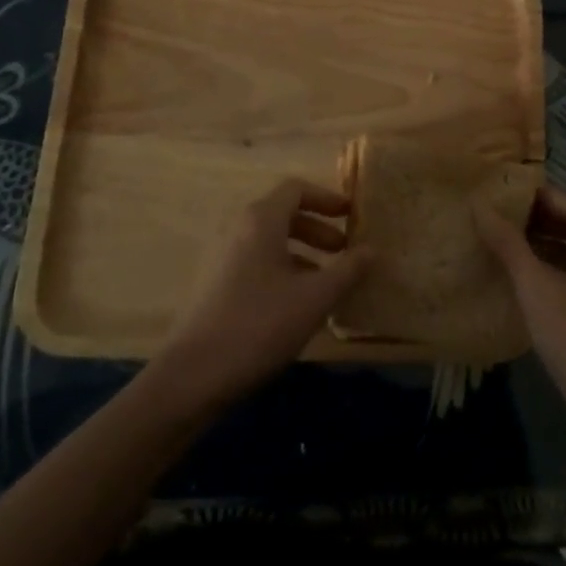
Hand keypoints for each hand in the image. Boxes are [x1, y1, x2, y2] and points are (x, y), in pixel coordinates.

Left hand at [151, 179, 366, 414]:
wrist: (192, 376)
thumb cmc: (259, 325)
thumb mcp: (315, 298)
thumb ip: (348, 270)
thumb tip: (373, 249)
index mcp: (261, 220)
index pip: (296, 189)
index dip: (327, 198)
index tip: (352, 217)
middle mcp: (237, 228)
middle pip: (283, 213)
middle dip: (318, 229)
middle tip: (344, 253)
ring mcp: (221, 256)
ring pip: (270, 241)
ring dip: (302, 253)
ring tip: (326, 282)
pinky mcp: (213, 284)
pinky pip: (256, 262)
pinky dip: (282, 269)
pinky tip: (296, 305)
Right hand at [475, 184, 565, 471]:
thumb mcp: (535, 288)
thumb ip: (508, 244)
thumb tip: (480, 207)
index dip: (537, 196)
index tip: (502, 196)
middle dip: (542, 218)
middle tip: (501, 219)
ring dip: (551, 243)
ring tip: (511, 245)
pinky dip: (564, 266)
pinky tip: (535, 279)